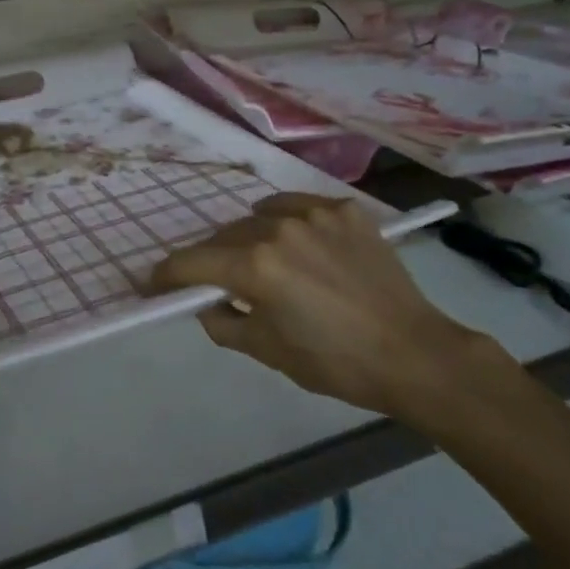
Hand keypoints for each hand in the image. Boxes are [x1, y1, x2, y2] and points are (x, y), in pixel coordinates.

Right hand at [146, 193, 496, 419]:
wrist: (414, 353)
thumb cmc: (336, 362)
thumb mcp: (268, 352)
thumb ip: (224, 322)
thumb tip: (206, 303)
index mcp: (255, 266)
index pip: (192, 262)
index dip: (168, 274)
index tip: (155, 283)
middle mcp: (277, 229)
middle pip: (224, 238)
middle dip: (212, 260)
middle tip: (218, 282)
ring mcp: (313, 213)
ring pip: (259, 217)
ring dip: (250, 238)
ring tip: (264, 260)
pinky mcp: (344, 210)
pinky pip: (298, 206)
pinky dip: (287, 221)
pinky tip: (300, 242)